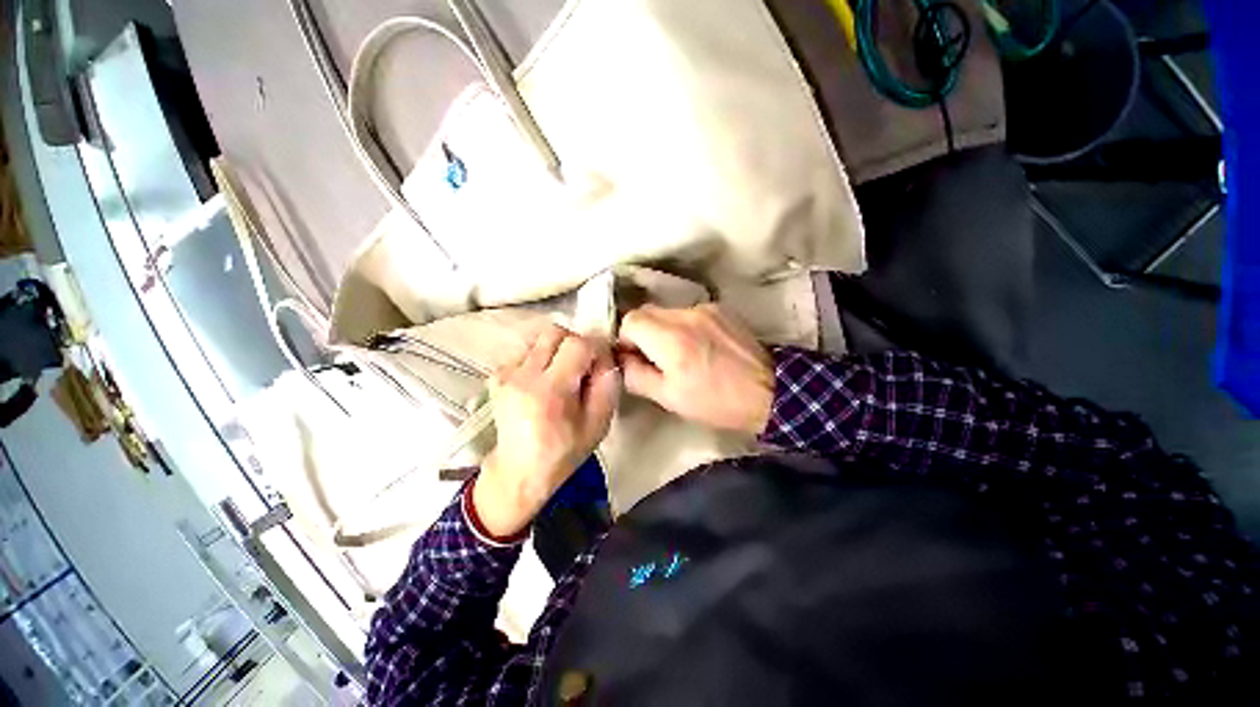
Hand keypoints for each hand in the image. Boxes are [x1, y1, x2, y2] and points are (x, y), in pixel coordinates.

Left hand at [473, 325, 620, 537]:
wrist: (519, 471)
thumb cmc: (564, 451)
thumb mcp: (598, 423)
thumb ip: (607, 384)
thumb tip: (605, 355)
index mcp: (550, 392)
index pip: (577, 344)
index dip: (595, 349)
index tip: (599, 365)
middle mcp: (523, 376)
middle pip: (555, 332)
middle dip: (575, 343)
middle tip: (582, 367)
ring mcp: (505, 374)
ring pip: (540, 339)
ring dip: (557, 350)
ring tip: (561, 376)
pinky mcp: (497, 376)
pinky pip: (526, 351)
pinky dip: (541, 359)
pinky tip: (543, 382)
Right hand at [617, 304, 773, 434]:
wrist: (769, 391)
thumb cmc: (715, 401)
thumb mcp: (669, 398)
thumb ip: (636, 376)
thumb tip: (622, 360)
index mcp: (671, 339)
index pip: (630, 320)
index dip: (626, 340)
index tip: (636, 359)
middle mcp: (686, 315)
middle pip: (646, 311)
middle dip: (642, 333)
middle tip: (654, 359)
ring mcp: (705, 308)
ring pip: (666, 312)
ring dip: (663, 330)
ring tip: (680, 354)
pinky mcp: (719, 309)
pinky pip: (687, 313)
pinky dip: (682, 327)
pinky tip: (699, 346)